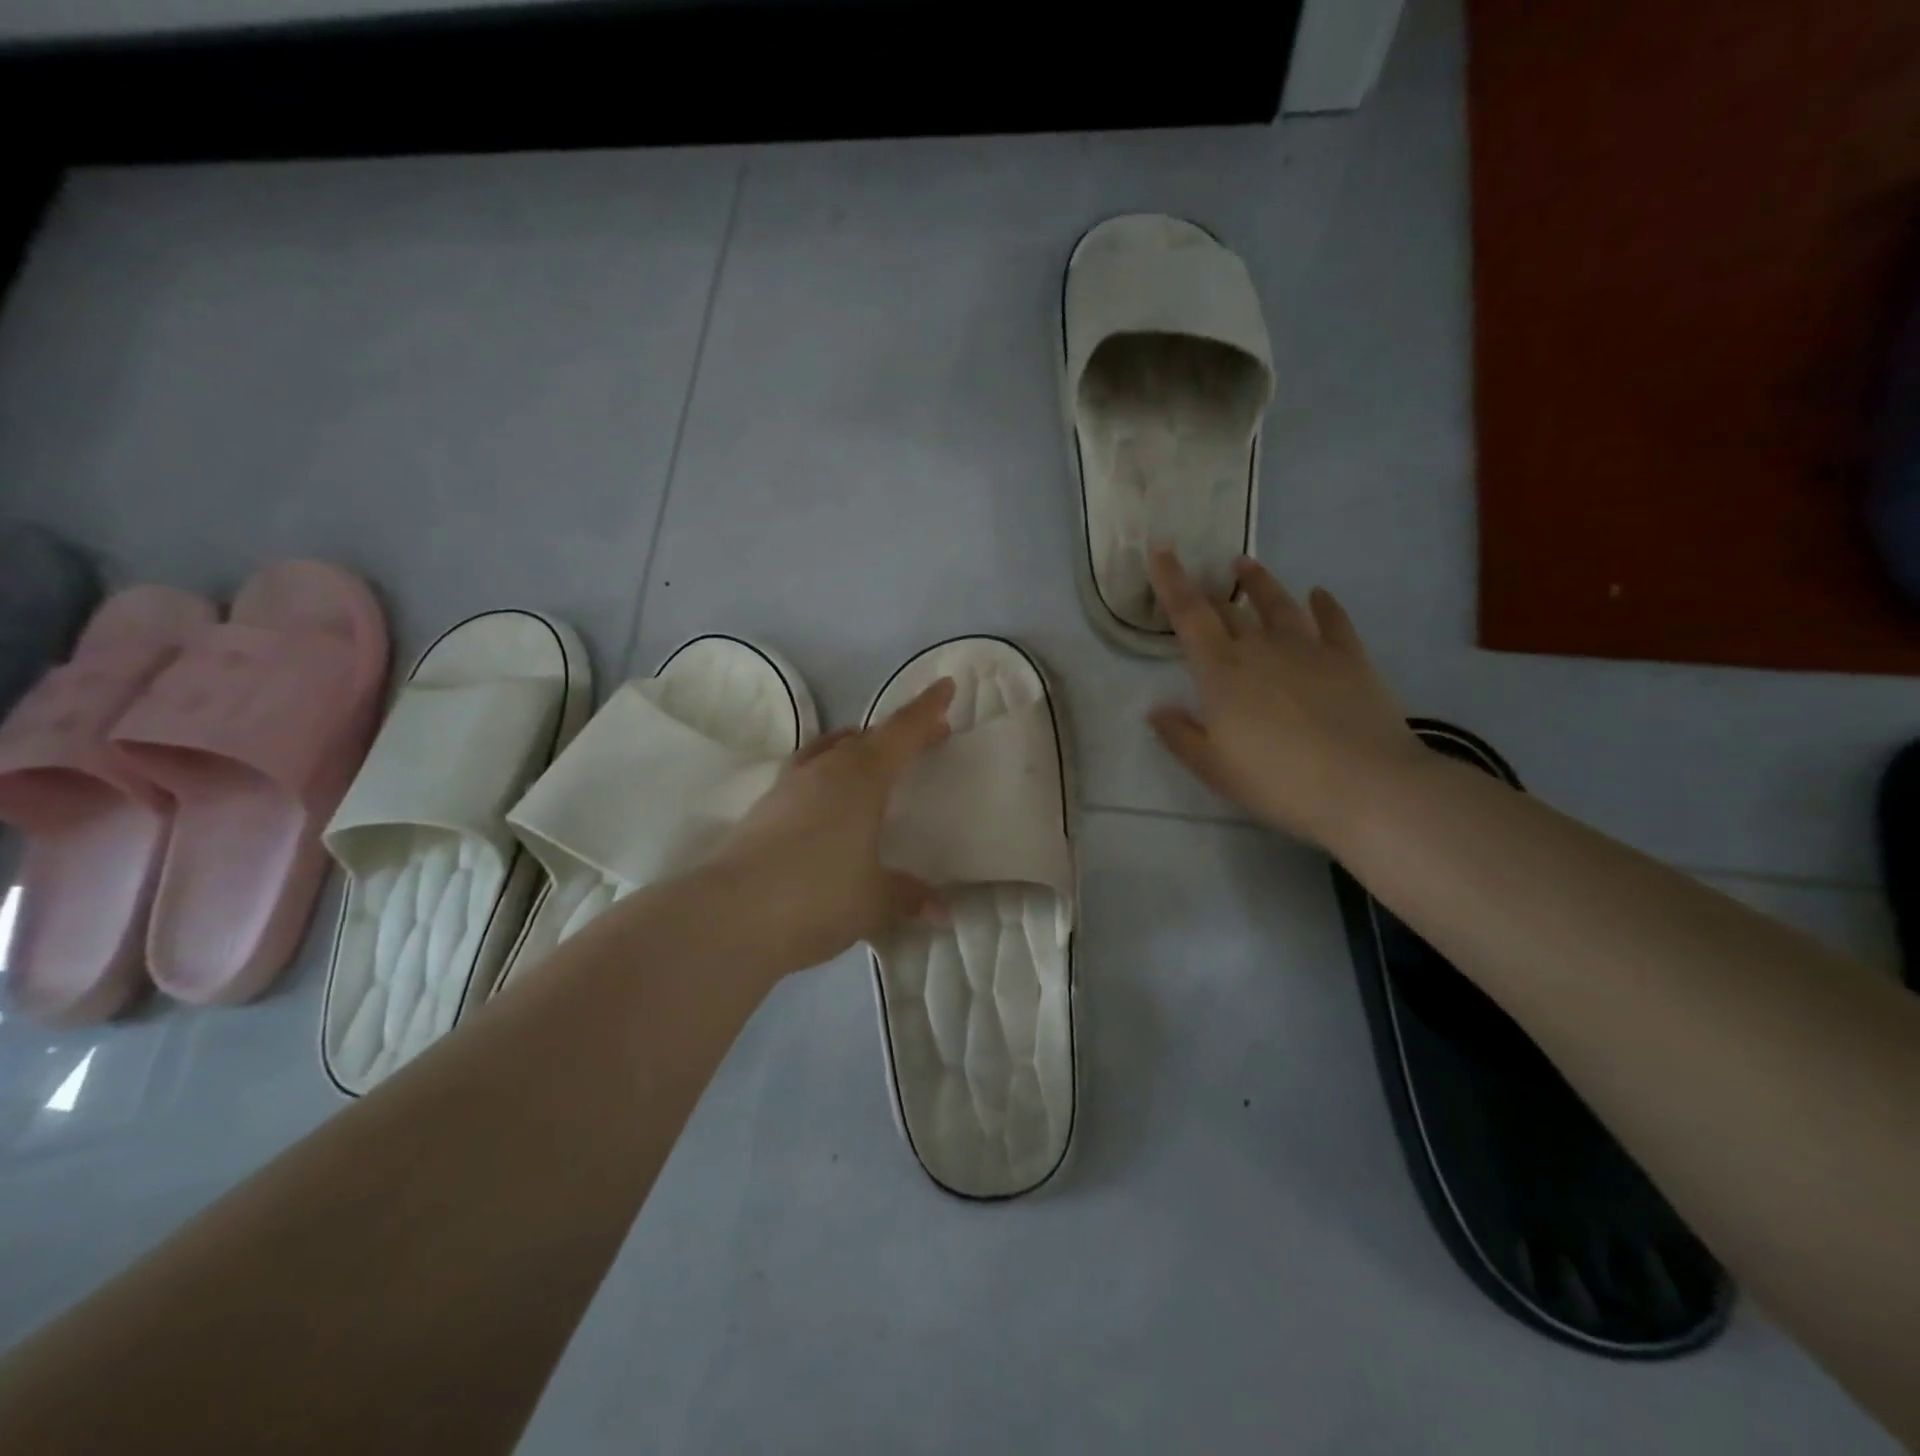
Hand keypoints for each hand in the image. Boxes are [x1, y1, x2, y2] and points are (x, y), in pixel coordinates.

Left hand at [707, 678, 955, 972]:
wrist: (728, 916)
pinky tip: (829, 805)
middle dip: (897, 734)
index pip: (902, 731)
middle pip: (865, 737)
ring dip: (856, 749)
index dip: (927, 709)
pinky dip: (827, 778)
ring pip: (829, 751)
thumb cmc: (817, 896)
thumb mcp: (874, 901)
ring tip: (873, 764)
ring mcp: (788, 786)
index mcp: (862, 777)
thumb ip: (909, 897)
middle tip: (923, 739)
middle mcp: (825, 770)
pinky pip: (806, 776)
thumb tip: (941, 911)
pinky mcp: (762, 809)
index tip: (946, 686)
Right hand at [1146, 548, 1422, 847]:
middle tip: (1199, 578)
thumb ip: (1180, 735)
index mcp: (1222, 672)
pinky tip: (1319, 594)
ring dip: (1260, 583)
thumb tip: (1156, 709)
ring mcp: (1308, 649)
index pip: (1189, 617)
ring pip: (1278, 604)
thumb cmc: (1277, 781)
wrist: (1364, 784)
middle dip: (1209, 591)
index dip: (1172, 582)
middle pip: (1229, 610)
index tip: (1161, 551)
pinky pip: (1333, 621)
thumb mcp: (1214, 768)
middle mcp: (1261, 648)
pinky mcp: (1349, 658)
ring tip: (1246, 565)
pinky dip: (1324, 605)